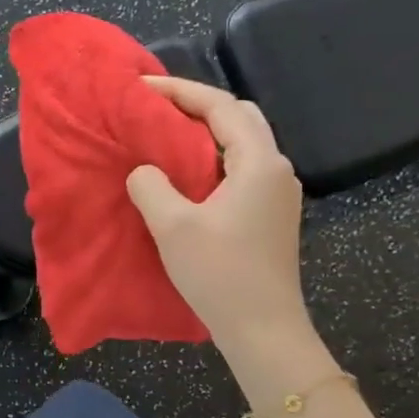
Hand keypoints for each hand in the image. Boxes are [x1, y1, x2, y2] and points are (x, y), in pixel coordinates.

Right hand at [124, 77, 316, 365]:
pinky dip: (212, 158)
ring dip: (205, 133)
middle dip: (196, 106)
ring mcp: (277, 193)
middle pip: (239, 117)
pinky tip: (186, 173)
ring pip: (242, 143)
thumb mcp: (173, 226)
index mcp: (259, 163)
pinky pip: (241, 168)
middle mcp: (276, 169)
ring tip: (164, 136)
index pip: (220, 107)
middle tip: (156, 109)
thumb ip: (151, 186)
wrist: (263, 330)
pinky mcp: (271, 214)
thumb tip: (144, 171)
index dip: (179, 91)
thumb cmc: (220, 275)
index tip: (141, 88)